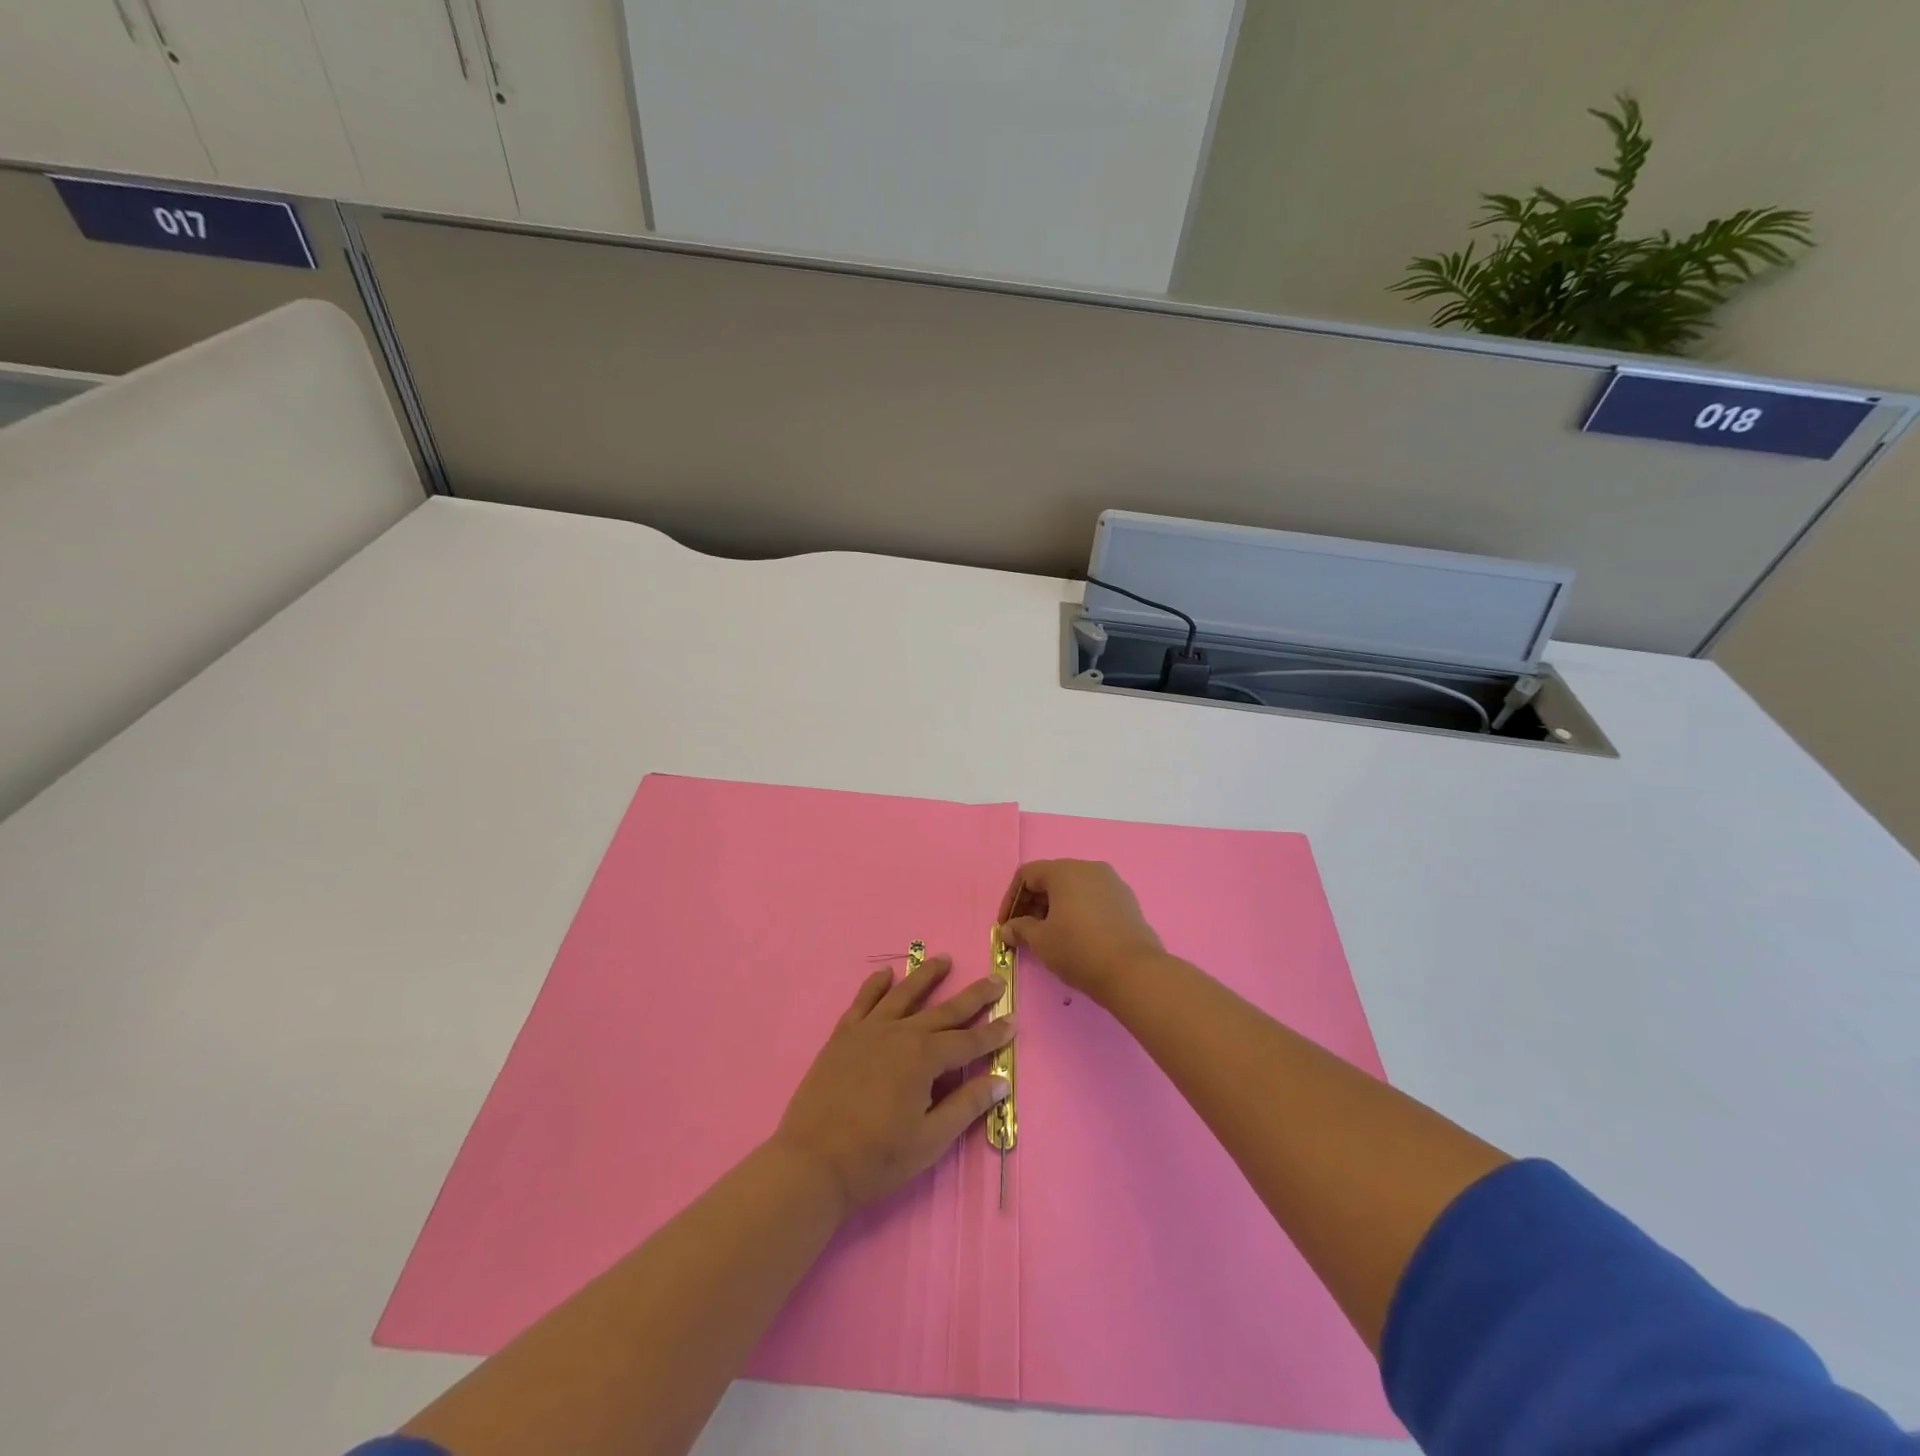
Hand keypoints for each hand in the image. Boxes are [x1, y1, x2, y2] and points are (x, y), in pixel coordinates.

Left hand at [774, 954, 1012, 1215]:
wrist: (812, 1162)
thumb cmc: (877, 1157)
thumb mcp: (930, 1139)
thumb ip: (966, 1105)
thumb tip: (1000, 1081)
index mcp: (924, 1059)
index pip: (968, 1042)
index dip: (992, 1034)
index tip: (1012, 1020)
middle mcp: (900, 1034)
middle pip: (943, 1011)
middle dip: (973, 997)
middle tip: (995, 980)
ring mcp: (868, 1031)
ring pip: (904, 994)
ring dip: (926, 976)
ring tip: (944, 960)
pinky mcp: (842, 1036)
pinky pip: (862, 1002)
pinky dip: (875, 985)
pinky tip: (886, 974)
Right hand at [998, 859, 1164, 1000]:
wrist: (1134, 972)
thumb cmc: (1079, 950)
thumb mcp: (1041, 941)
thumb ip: (1020, 929)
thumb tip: (1008, 928)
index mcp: (1065, 871)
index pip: (1027, 875)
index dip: (1011, 899)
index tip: (1006, 925)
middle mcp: (1089, 868)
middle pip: (1051, 878)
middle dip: (1033, 903)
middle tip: (1024, 931)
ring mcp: (1112, 882)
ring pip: (1073, 888)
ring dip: (1055, 907)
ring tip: (1048, 935)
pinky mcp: (1126, 900)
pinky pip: (1093, 898)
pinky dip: (1077, 911)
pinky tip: (1075, 936)